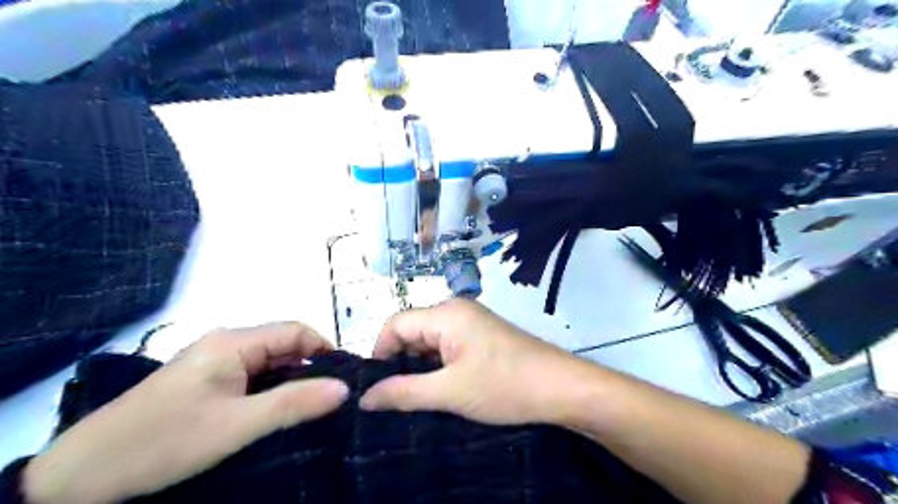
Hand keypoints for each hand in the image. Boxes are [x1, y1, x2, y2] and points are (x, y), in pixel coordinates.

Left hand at [22, 322, 352, 503]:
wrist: (80, 478)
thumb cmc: (164, 442)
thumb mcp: (236, 426)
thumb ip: (294, 404)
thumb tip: (345, 388)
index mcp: (234, 341)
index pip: (297, 331)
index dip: (324, 351)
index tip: (344, 380)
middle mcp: (226, 343)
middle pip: (283, 345)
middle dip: (310, 368)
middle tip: (330, 400)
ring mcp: (213, 361)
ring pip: (269, 362)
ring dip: (291, 381)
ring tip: (309, 407)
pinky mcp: (205, 380)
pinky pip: (251, 376)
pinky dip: (271, 390)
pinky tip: (276, 412)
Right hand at [361, 299, 602, 424]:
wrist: (561, 388)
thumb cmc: (504, 385)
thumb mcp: (450, 392)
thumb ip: (403, 392)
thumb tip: (365, 398)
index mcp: (446, 313)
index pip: (395, 324)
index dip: (380, 353)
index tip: (377, 388)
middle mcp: (456, 310)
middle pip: (412, 330)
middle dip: (400, 362)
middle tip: (395, 398)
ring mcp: (472, 322)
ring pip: (430, 341)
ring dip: (420, 366)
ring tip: (416, 397)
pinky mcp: (483, 336)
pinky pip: (448, 346)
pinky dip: (438, 365)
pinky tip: (441, 388)